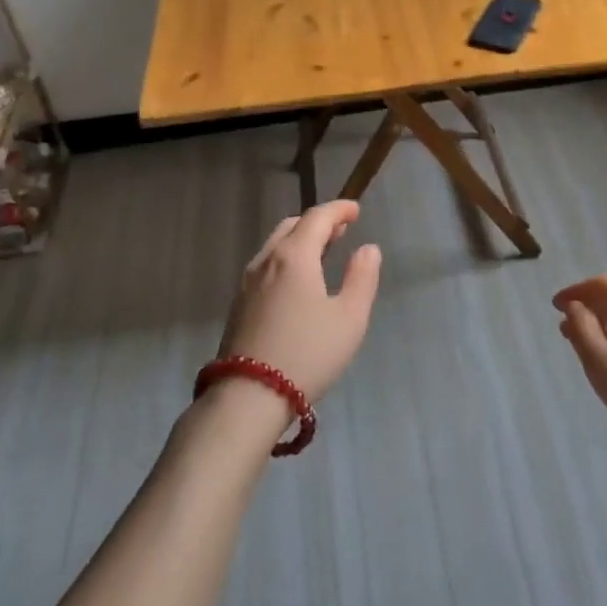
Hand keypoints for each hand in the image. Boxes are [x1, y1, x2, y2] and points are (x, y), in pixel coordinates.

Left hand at [217, 200, 382, 408]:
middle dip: (318, 223)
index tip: (355, 209)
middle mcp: (266, 260)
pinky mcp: (238, 304)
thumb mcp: (349, 318)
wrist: (249, 396)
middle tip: (341, 230)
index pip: (317, 218)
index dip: (338, 210)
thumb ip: (362, 278)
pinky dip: (286, 258)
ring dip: (300, 240)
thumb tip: (368, 249)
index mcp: (294, 256)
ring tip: (322, 252)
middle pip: (291, 226)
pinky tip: (297, 280)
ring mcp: (247, 283)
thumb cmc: (308, 353)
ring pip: (275, 246)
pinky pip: (266, 266)